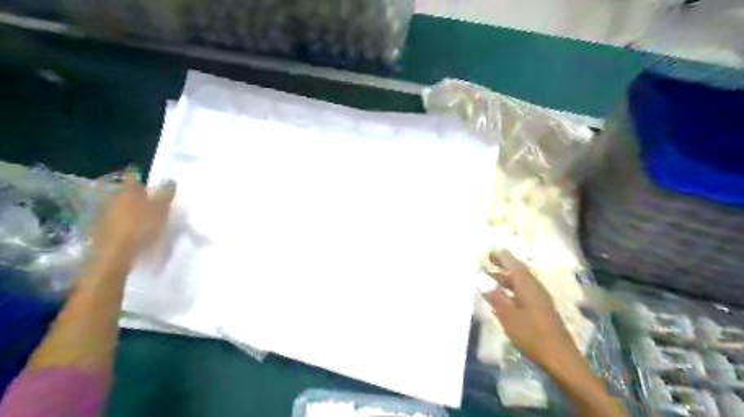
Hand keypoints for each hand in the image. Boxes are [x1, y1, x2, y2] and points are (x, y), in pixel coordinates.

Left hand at [92, 171, 174, 261]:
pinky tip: (128, 228)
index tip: (146, 181)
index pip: (132, 177)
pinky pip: (111, 220)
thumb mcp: (161, 210)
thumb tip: (170, 180)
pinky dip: (119, 221)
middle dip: (131, 193)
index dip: (139, 177)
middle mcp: (112, 199)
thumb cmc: (140, 228)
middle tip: (144, 198)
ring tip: (138, 215)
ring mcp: (103, 214)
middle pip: (122, 191)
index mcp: (128, 191)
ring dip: (125, 208)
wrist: (113, 255)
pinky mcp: (98, 229)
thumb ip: (166, 195)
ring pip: (115, 205)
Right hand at [487, 253, 583, 369]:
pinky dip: (512, 289)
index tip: (489, 251)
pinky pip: (524, 292)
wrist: (559, 358)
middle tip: (489, 260)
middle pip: (518, 271)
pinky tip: (504, 297)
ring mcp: (540, 299)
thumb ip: (494, 294)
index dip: (501, 257)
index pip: (513, 264)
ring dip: (507, 278)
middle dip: (503, 265)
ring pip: (521, 283)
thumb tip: (479, 276)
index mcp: (527, 285)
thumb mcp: (507, 314)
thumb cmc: (531, 334)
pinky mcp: (541, 310)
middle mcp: (535, 288)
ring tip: (491, 279)